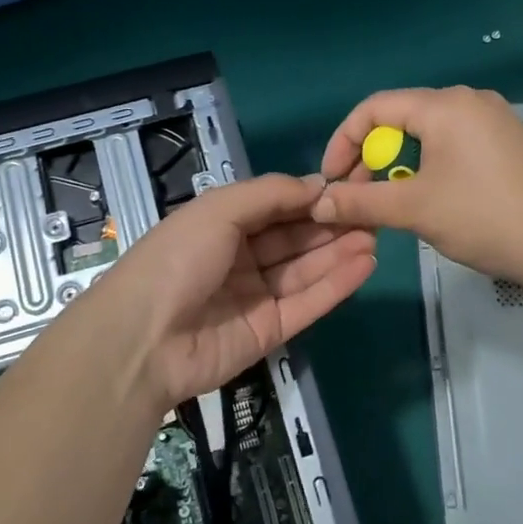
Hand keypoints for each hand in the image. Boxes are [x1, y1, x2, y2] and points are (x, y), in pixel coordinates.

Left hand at [92, 173, 375, 409]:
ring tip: (377, 233)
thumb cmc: (177, 259)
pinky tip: (366, 263)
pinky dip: (337, 283)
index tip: (350, 185)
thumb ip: (270, 194)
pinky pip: (308, 302)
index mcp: (221, 225)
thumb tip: (316, 184)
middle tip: (374, 211)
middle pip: (294, 238)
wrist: (144, 339)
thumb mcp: (218, 210)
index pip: (275, 207)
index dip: (310, 196)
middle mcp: (240, 258)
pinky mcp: (270, 330)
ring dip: (340, 251)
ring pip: (305, 269)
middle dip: (331, 224)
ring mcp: (256, 296)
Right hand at [311, 86, 522, 292]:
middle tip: (361, 197)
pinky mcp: (509, 142)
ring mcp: (494, 120)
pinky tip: (434, 199)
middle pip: (400, 118)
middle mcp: (469, 101)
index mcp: (444, 105)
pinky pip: (454, 144)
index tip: (331, 182)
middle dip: (371, 157)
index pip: (374, 108)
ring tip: (394, 203)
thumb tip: (318, 202)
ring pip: (427, 134)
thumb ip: (360, 202)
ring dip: (400, 165)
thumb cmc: (485, 218)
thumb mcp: (414, 209)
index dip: (343, 142)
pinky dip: (430, 167)